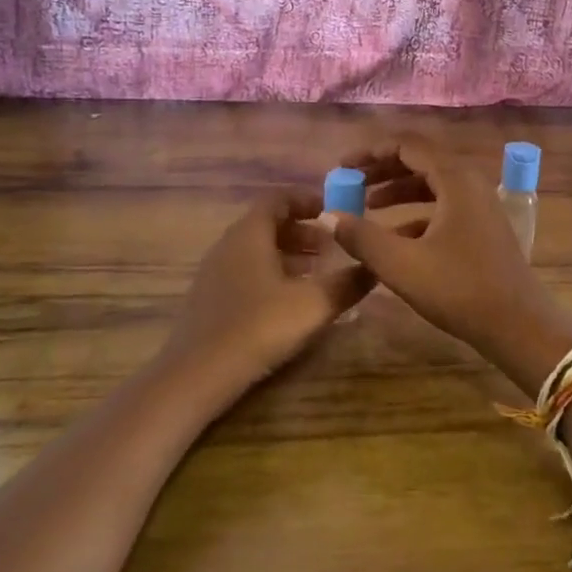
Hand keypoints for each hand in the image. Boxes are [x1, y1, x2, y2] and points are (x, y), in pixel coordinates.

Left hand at [163, 191, 374, 395]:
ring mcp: (215, 271)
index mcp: (250, 233)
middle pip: (268, 223)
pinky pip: (246, 270)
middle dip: (302, 230)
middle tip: (331, 247)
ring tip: (316, 273)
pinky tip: (288, 300)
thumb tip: (374, 266)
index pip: (278, 198)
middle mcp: (229, 244)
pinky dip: (271, 273)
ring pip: (257, 249)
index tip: (334, 210)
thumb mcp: (313, 304)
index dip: (307, 199)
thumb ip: (347, 283)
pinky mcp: (210, 298)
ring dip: (288, 254)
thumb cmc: (258, 326)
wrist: (197, 374)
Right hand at [331, 137, 571, 393]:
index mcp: (455, 179)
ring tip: (366, 207)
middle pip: (420, 161)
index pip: (407, 145)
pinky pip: (443, 208)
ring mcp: (480, 207)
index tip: (343, 166)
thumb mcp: (402, 264)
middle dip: (382, 170)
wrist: (520, 326)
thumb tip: (327, 216)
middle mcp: (470, 184)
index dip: (371, 152)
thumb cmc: (460, 289)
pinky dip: (416, 215)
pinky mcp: (482, 229)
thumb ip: (361, 237)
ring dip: (398, 192)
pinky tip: (394, 238)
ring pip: (432, 186)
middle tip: (351, 183)